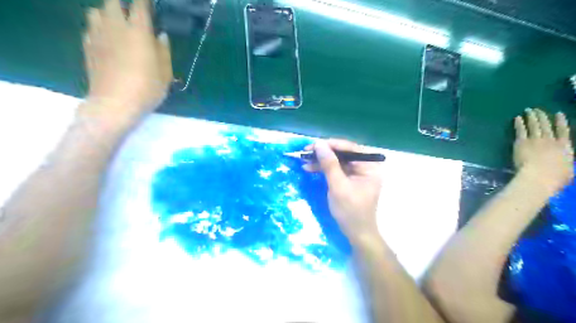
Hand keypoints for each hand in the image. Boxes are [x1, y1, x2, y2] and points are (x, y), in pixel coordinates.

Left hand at [81, 0, 170, 122]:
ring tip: (117, 25)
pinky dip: (99, 28)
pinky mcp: (88, 47)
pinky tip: (107, 40)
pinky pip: (90, 28)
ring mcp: (98, 36)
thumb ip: (164, 51)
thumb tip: (161, 35)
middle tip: (133, 13)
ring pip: (95, 11)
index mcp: (138, 32)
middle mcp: (115, 27)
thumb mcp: (165, 73)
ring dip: (107, 13)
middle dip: (122, 3)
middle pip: (112, 1)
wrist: (114, 104)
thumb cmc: (146, 88)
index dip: (144, 1)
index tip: (149, 3)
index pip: (139, 5)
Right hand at [303, 138, 383, 244]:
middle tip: (306, 151)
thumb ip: (329, 164)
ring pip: (337, 161)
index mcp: (370, 166)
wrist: (356, 233)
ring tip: (304, 160)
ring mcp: (358, 173)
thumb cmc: (350, 211)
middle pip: (343, 153)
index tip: (313, 145)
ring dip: (321, 161)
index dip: (330, 145)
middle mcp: (366, 166)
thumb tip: (319, 144)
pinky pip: (336, 169)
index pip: (350, 148)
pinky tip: (310, 168)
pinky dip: (324, 169)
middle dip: (324, 153)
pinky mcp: (350, 179)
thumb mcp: (338, 186)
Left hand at [516, 108, 573, 194]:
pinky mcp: (522, 142)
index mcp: (564, 147)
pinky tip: (517, 118)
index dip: (561, 122)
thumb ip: (566, 165)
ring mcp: (536, 140)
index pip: (564, 131)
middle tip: (538, 110)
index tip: (558, 114)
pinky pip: (521, 130)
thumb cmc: (555, 178)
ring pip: (534, 125)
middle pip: (546, 126)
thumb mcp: (568, 172)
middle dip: (542, 116)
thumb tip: (565, 166)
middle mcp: (550, 141)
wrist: (539, 176)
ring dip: (532, 117)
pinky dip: (519, 123)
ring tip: (529, 110)